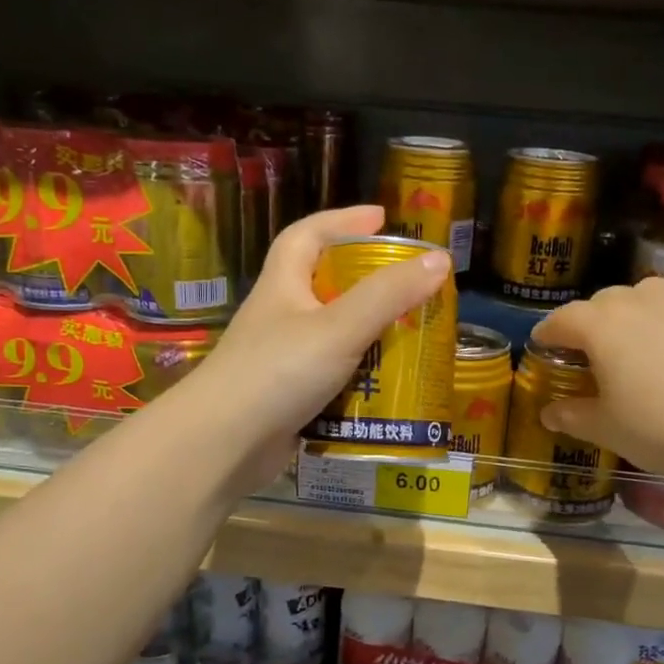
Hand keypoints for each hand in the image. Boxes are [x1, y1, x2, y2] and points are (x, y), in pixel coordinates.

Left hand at [172, 205, 450, 493]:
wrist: (223, 445)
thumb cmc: (278, 372)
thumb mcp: (340, 327)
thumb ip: (389, 294)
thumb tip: (440, 259)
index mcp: (283, 286)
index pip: (308, 235)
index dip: (343, 219)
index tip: (382, 218)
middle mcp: (280, 317)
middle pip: (324, 285)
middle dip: (367, 282)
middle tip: (410, 287)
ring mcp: (282, 360)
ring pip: (333, 337)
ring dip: (369, 336)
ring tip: (411, 339)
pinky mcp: (289, 398)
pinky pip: (333, 379)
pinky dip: (360, 380)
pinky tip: (388, 389)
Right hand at [532, 277, 663, 484]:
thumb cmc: (660, 428)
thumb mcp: (606, 429)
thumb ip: (572, 415)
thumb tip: (548, 413)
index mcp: (600, 325)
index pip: (562, 319)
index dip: (548, 333)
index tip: (543, 345)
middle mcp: (636, 299)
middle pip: (602, 303)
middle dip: (591, 323)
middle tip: (593, 352)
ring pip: (645, 294)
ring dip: (634, 312)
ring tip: (640, 340)